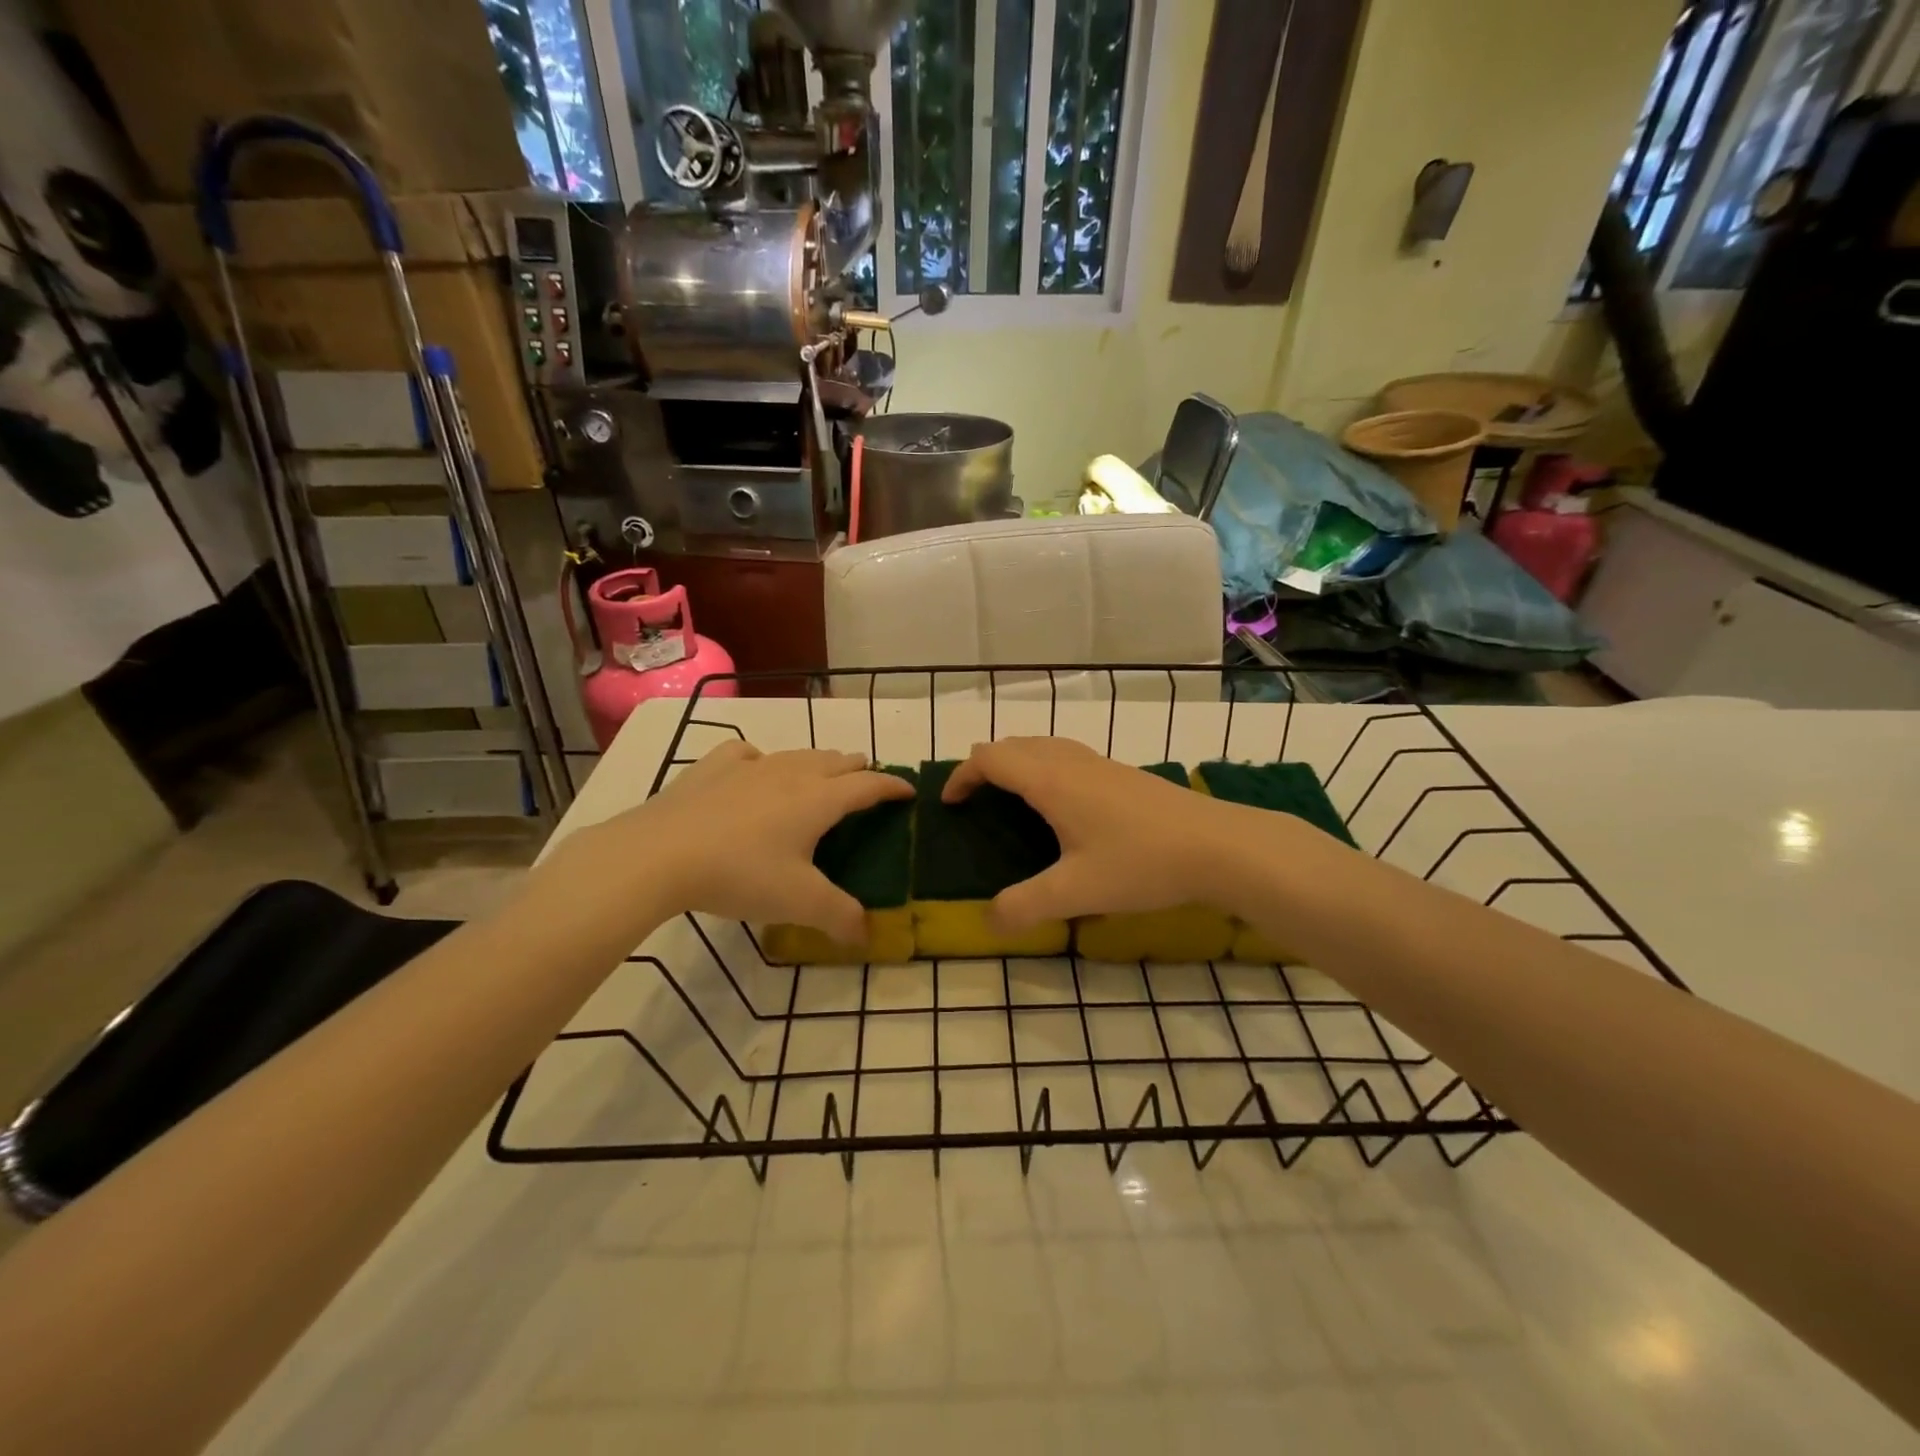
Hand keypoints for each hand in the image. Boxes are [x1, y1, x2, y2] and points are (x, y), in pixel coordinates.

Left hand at [543, 741, 913, 941]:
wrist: (659, 855)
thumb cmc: (740, 874)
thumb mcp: (798, 903)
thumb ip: (839, 917)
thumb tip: (867, 935)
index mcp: (819, 800)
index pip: (868, 785)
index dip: (893, 786)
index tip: (909, 790)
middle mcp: (791, 774)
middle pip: (836, 761)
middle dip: (858, 769)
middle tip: (867, 782)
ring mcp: (749, 767)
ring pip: (797, 754)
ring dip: (818, 762)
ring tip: (822, 774)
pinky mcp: (713, 769)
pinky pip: (747, 754)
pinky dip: (762, 760)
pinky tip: (754, 769)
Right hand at [941, 737, 1282, 930]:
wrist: (1218, 845)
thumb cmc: (1141, 862)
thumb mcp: (1076, 892)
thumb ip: (1025, 907)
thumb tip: (988, 922)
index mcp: (1050, 780)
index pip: (989, 758)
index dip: (962, 776)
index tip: (949, 804)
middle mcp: (1069, 761)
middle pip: (1013, 744)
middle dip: (985, 766)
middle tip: (975, 803)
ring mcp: (1099, 763)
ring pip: (1042, 746)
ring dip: (1016, 763)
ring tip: (1011, 800)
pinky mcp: (1121, 773)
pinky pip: (1066, 756)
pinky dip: (1043, 767)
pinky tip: (1062, 806)